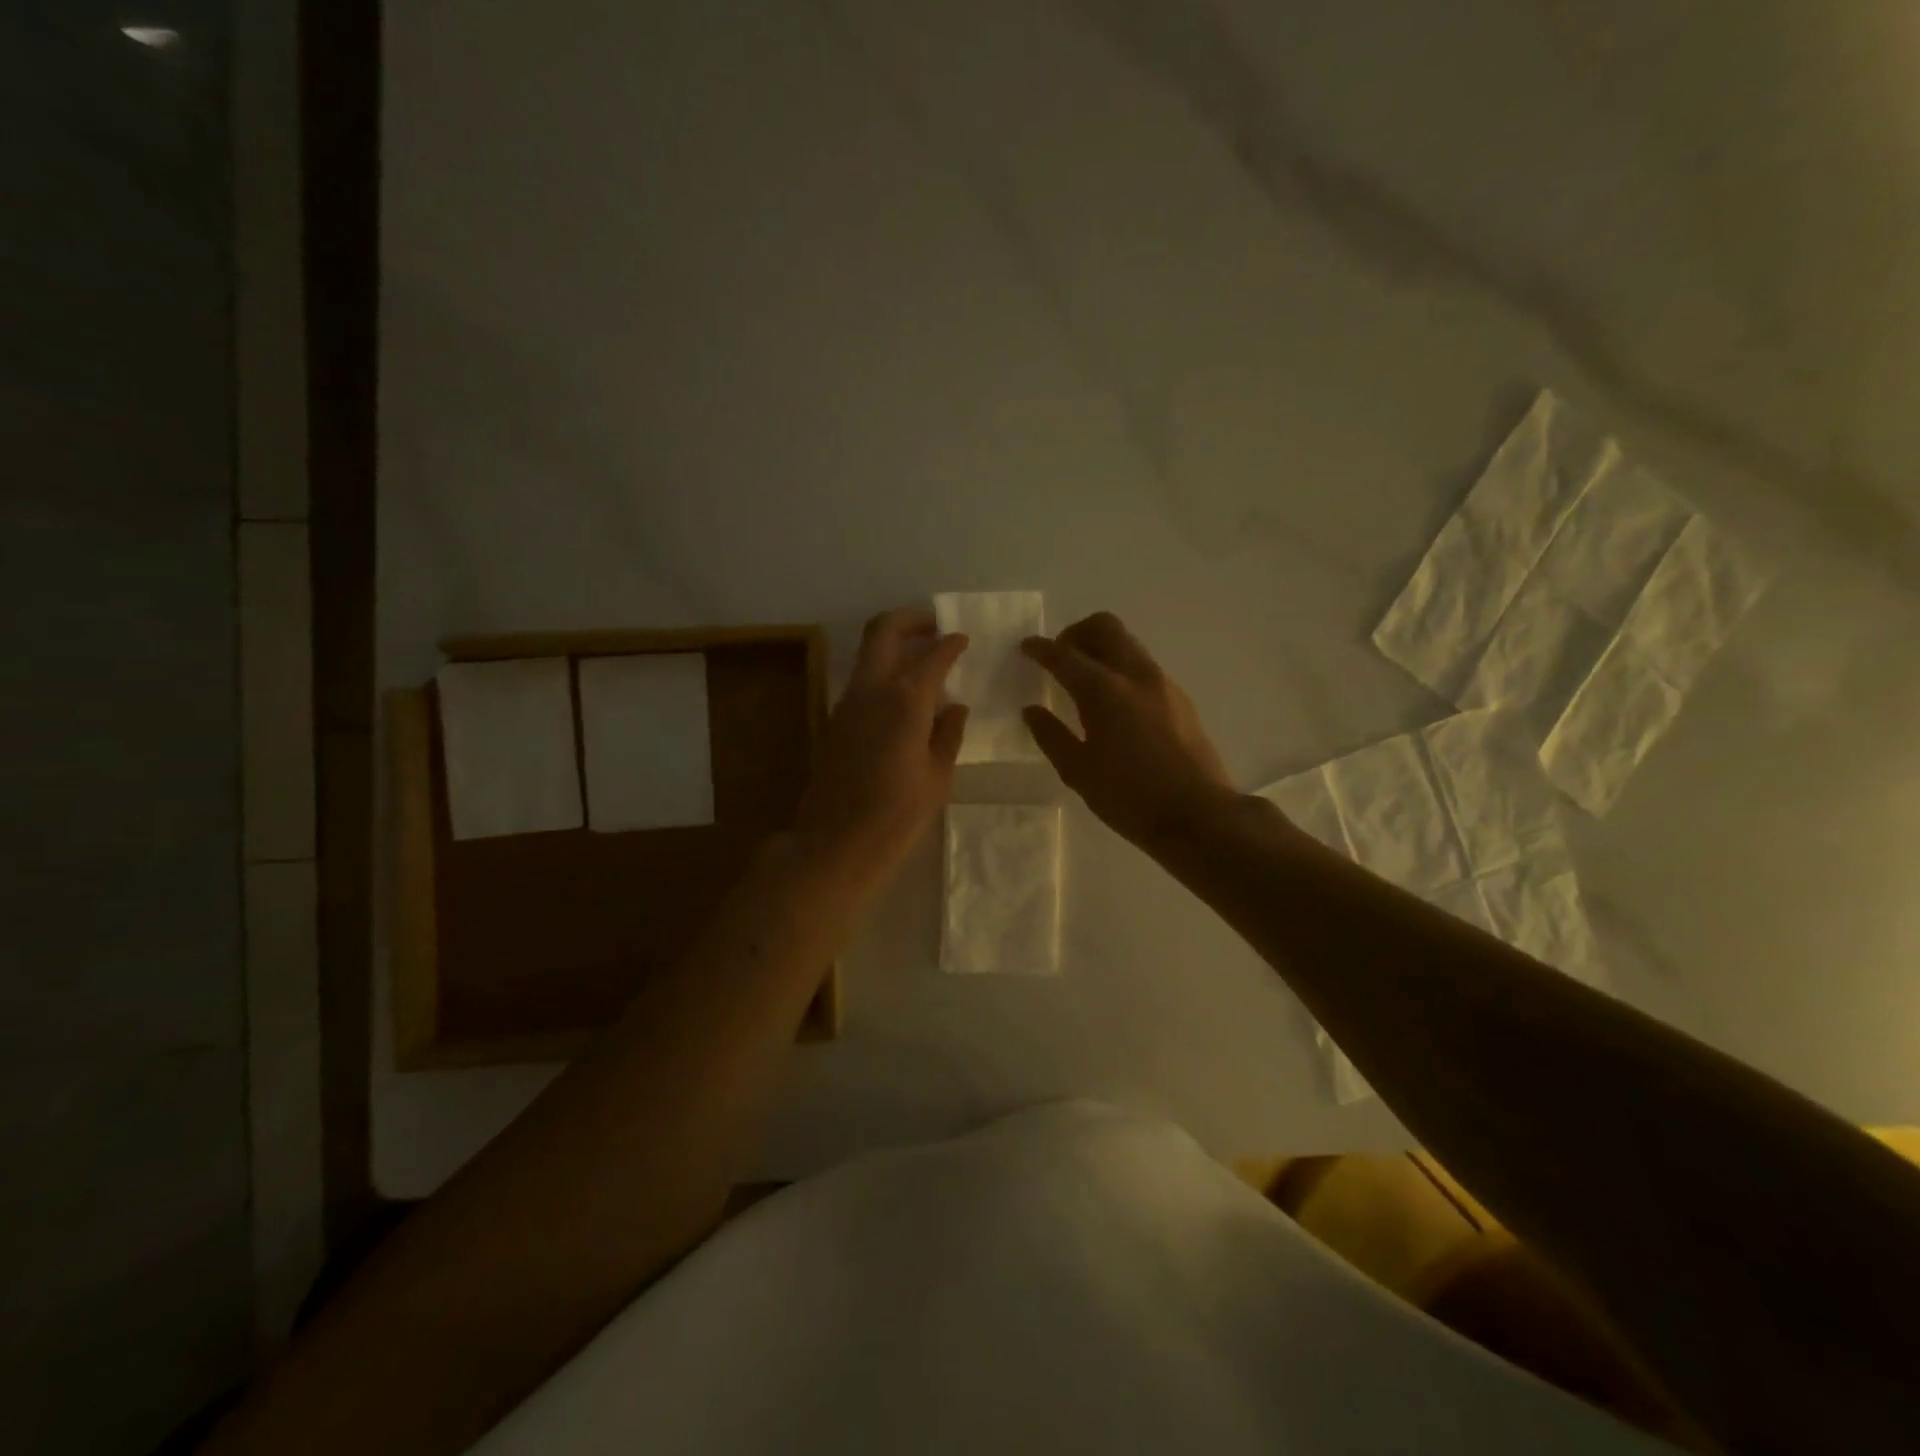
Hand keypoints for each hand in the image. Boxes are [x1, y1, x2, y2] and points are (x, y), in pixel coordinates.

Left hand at [793, 609, 968, 890]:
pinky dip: (883, 671)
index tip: (963, 640)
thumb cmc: (897, 817)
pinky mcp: (835, 719)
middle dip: (911, 619)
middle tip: (935, 628)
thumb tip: (955, 707)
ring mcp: (847, 702)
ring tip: (923, 661)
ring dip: (894, 643)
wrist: (835, 845)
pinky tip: (904, 697)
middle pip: (884, 630)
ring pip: (868, 651)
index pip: (933, 655)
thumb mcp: (938, 778)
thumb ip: (948, 734)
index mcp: (906, 701)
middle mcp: (872, 689)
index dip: (951, 643)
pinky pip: (862, 679)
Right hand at [1022, 612, 1234, 851]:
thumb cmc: (1129, 798)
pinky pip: (1143, 666)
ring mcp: (1163, 684)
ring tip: (1085, 681)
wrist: (1199, 816)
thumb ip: (1051, 736)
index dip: (1041, 649)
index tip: (1026, 647)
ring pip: (1128, 644)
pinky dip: (1122, 668)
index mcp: (1104, 691)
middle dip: (1076, 633)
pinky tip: (1115, 704)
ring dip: (1101, 649)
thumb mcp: (1078, 772)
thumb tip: (1032, 710)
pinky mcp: (1180, 699)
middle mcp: (1135, 675)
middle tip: (1060, 658)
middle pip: (1104, 627)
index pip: (1065, 656)